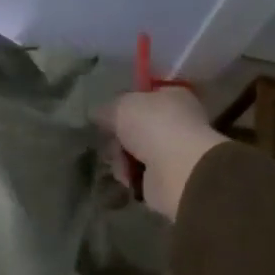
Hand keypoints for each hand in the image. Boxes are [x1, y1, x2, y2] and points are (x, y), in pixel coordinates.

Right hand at [98, 88, 227, 219]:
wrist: (177, 170)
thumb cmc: (153, 126)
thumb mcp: (119, 106)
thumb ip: (105, 109)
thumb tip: (97, 115)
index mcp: (173, 96)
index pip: (143, 97)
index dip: (123, 106)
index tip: (107, 116)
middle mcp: (176, 122)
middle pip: (134, 128)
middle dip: (117, 137)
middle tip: (111, 142)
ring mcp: (172, 151)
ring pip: (132, 152)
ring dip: (120, 158)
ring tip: (121, 163)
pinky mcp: (166, 178)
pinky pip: (137, 173)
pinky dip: (129, 176)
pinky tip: (128, 177)